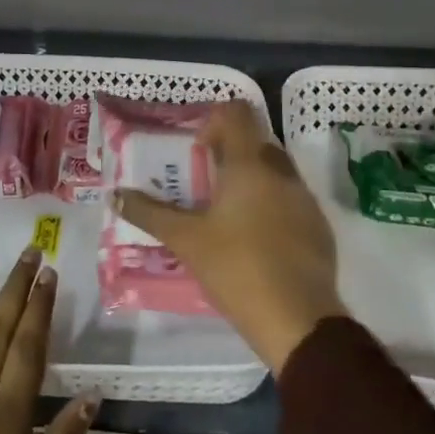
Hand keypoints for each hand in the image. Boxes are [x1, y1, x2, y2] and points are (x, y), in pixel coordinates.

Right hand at [115, 100, 345, 370]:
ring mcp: (305, 199)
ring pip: (274, 171)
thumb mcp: (185, 240)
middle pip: (255, 141)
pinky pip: (290, 200)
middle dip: (228, 154)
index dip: (214, 121)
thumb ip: (149, 213)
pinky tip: (254, 241)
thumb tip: (116, 195)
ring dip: (249, 180)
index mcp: (250, 164)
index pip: (237, 113)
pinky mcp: (319, 227)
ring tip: (224, 214)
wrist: (299, 321)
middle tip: (202, 184)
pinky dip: (270, 206)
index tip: (195, 151)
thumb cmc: (237, 268)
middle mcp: (282, 171)